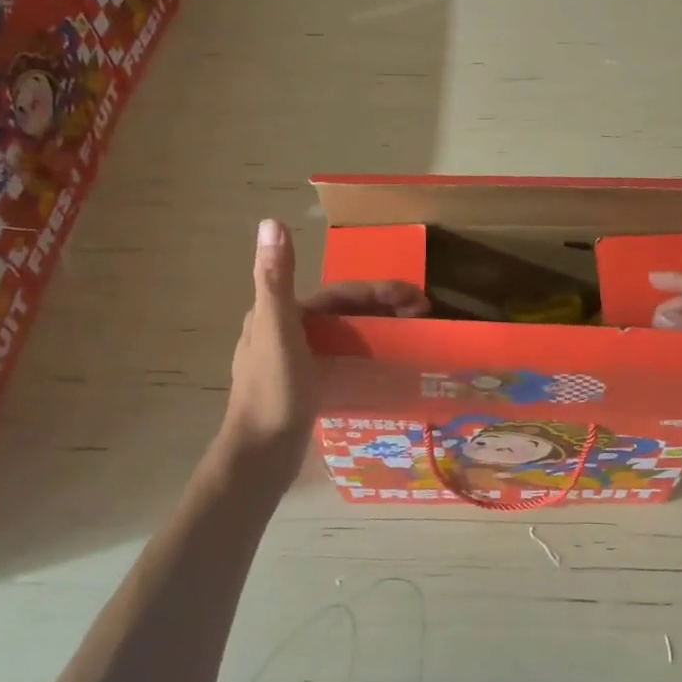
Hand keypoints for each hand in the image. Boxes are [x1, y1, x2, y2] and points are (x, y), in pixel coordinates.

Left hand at [223, 219, 428, 477]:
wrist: (258, 459)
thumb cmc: (272, 394)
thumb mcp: (277, 331)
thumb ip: (276, 278)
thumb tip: (272, 222)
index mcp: (279, 313)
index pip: (339, 294)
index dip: (379, 291)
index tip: (417, 297)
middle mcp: (283, 331)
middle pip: (343, 313)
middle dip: (384, 308)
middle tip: (423, 314)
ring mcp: (293, 361)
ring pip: (343, 335)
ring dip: (377, 329)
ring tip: (412, 335)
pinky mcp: (303, 387)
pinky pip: (341, 360)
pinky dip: (365, 355)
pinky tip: (385, 365)